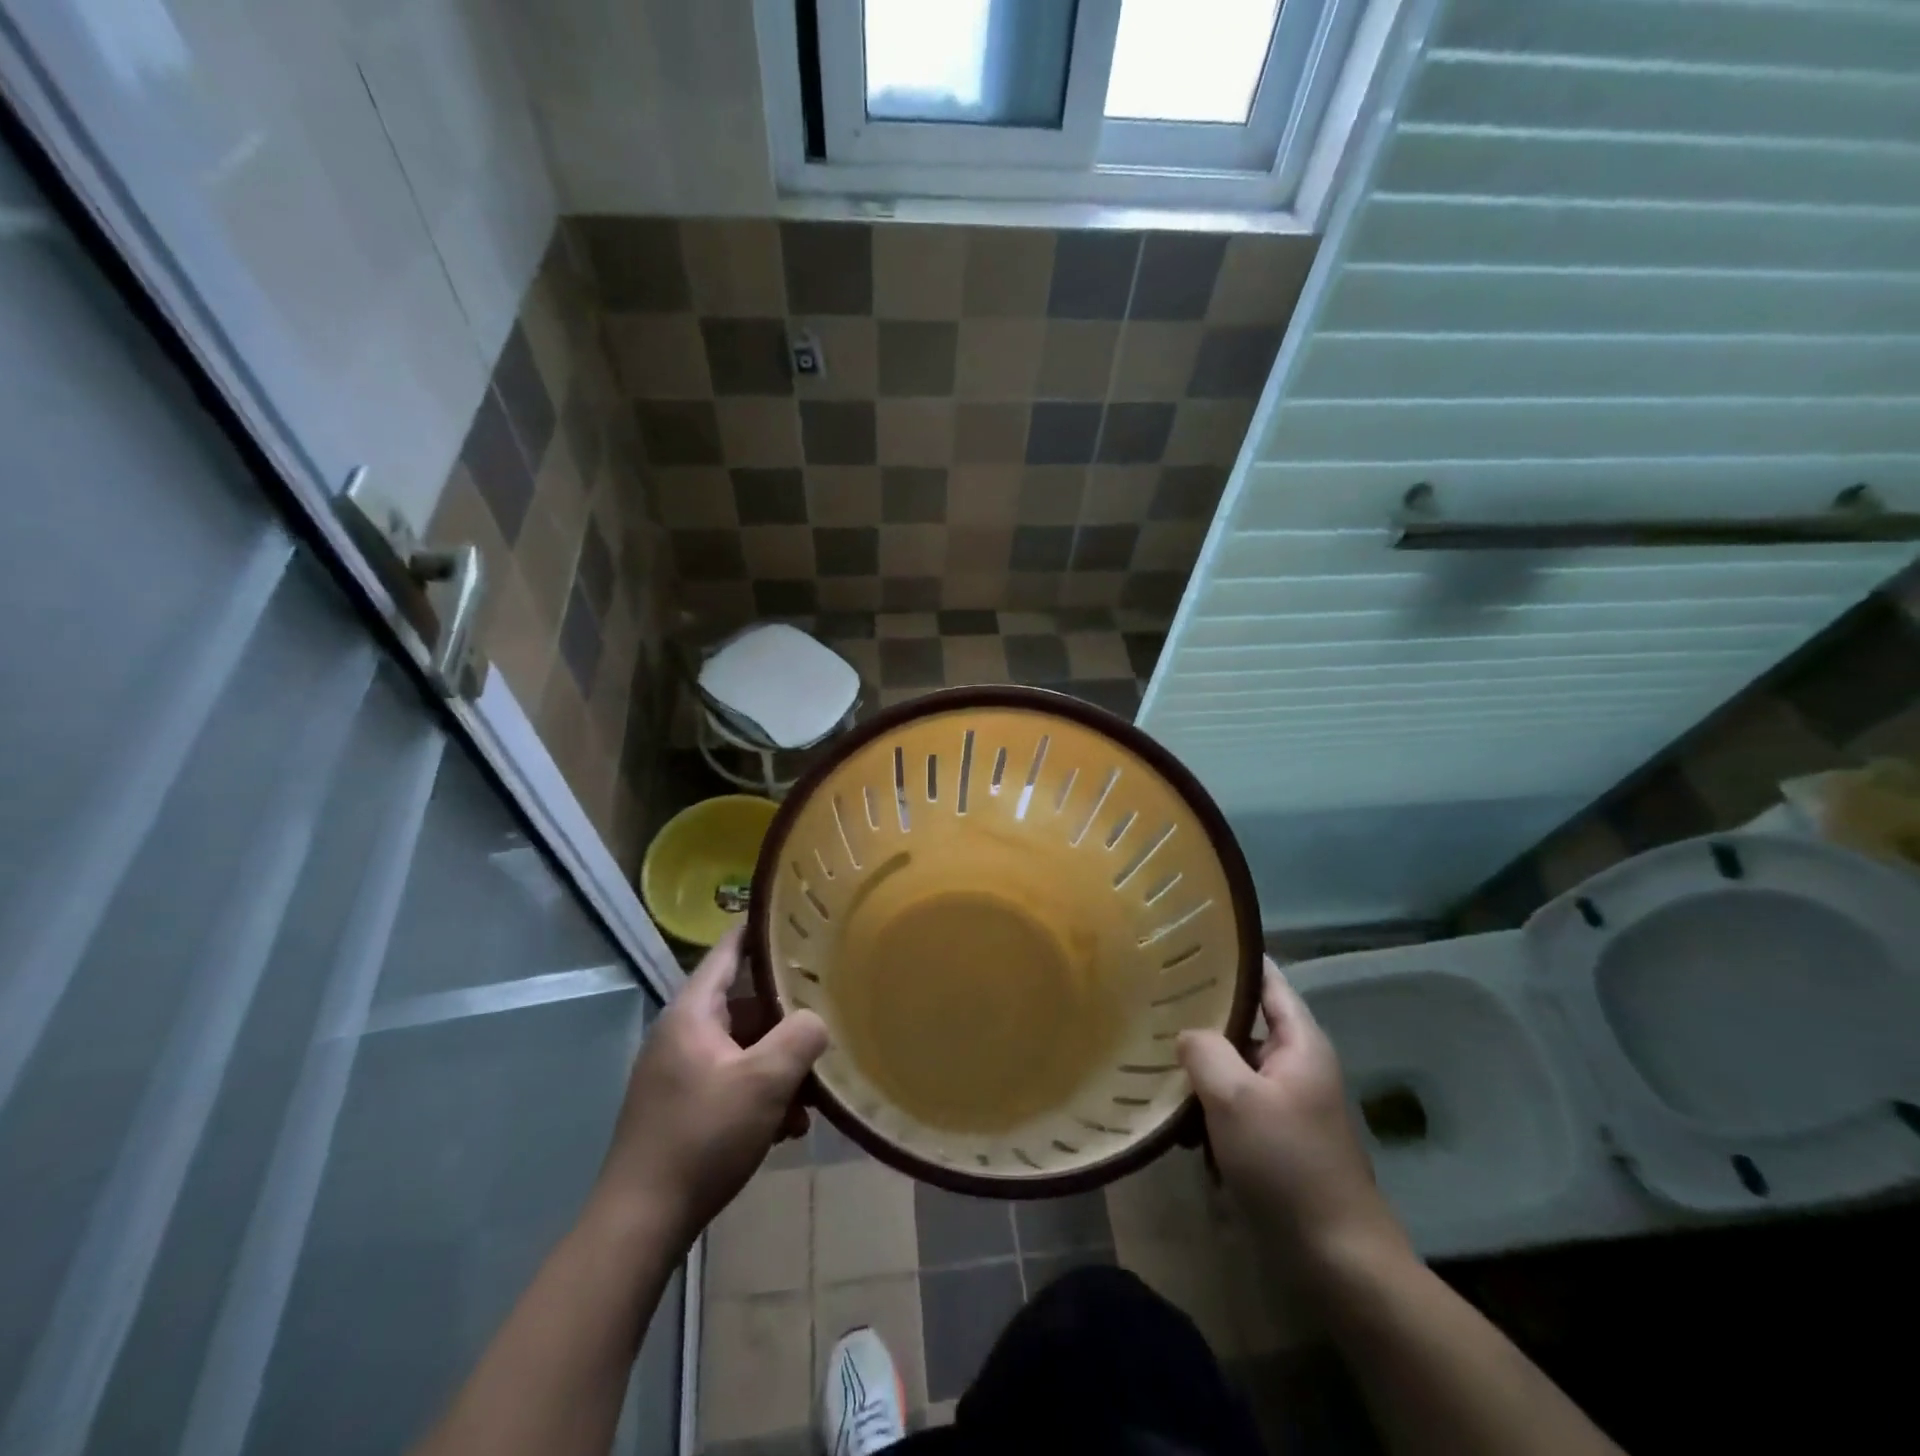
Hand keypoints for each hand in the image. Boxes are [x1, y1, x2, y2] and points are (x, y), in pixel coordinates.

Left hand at [593, 928, 827, 1245]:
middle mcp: (681, 1034)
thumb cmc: (702, 1137)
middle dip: (787, 1017)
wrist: (640, 1223)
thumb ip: (800, 1037)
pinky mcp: (681, 1107)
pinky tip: (787, 1127)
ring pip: (742, 1048)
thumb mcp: (764, 1082)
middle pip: (744, 1005)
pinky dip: (760, 1094)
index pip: (729, 950)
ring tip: (813, 1093)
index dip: (762, 931)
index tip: (799, 918)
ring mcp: (678, 1072)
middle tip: (828, 1016)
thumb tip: (817, 1019)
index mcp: (692, 1013)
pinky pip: (731, 1082)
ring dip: (779, 1065)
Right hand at [1177, 960, 1406, 1274]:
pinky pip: (1234, 1103)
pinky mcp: (1275, 1136)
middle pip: (1244, 1021)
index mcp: (1299, 1042)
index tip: (1186, 943)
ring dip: (1200, 1067)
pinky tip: (1177, 1120)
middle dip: (1201, 1015)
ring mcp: (1286, 1101)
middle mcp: (1295, 1063)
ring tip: (1153, 1058)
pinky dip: (1208, 1106)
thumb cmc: (1288, 1166)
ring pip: (1233, 1064)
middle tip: (1152, 1000)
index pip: (1267, 978)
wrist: (1338, 1260)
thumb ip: (1204, 1051)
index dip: (1231, 958)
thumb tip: (1187, 1034)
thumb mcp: (1235, 1100)